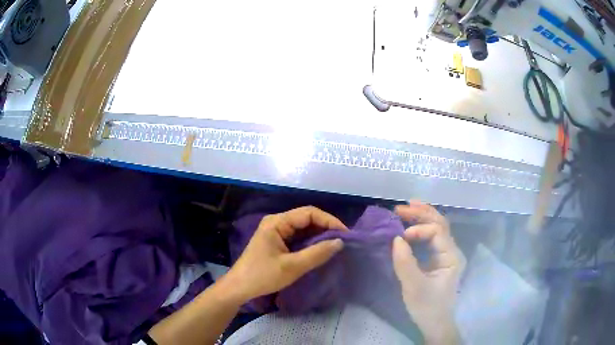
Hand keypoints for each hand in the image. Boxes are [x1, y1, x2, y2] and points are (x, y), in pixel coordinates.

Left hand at [224, 206, 346, 302]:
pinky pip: (297, 237)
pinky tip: (320, 250)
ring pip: (303, 228)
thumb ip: (317, 253)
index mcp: (277, 222)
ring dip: (319, 235)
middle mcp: (276, 222)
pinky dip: (310, 242)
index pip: (309, 213)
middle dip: (325, 228)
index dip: (329, 221)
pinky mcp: (276, 241)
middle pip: (306, 218)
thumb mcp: (292, 267)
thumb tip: (340, 242)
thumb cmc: (263, 276)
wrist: (239, 288)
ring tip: (335, 245)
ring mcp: (275, 231)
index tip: (345, 234)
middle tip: (342, 241)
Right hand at [392, 201, 465, 344]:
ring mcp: (446, 254)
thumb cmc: (427, 306)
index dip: (419, 230)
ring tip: (406, 208)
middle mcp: (451, 251)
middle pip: (440, 224)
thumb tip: (396, 238)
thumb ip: (405, 263)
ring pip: (437, 228)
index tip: (401, 237)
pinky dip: (421, 227)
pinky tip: (410, 224)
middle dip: (420, 213)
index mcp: (451, 257)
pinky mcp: (438, 259)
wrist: (435, 322)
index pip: (437, 232)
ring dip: (421, 217)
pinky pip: (432, 237)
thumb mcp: (413, 287)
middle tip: (399, 208)